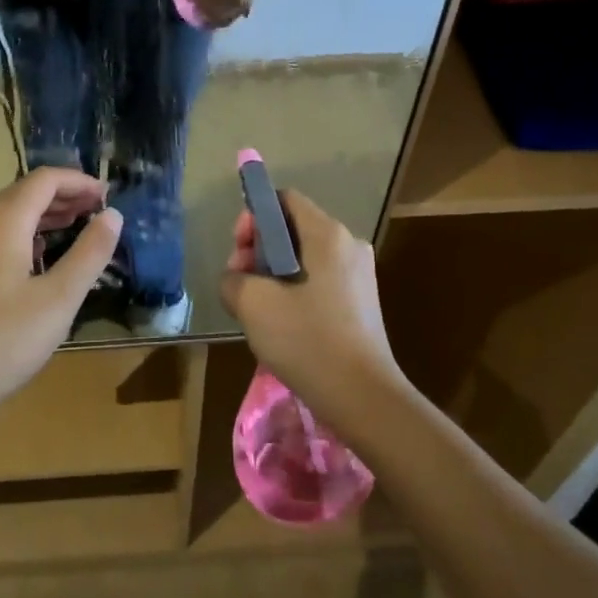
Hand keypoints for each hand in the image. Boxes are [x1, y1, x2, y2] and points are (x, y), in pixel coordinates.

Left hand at [0, 169, 120, 423]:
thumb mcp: (57, 300)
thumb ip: (89, 254)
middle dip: (64, 196)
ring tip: (77, 227)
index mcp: (3, 220)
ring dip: (44, 215)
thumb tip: (113, 215)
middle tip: (98, 211)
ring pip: (8, 214)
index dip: (79, 181)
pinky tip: (38, 258)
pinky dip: (24, 233)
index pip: (45, 179)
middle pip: (25, 192)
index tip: (108, 195)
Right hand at [218, 190, 404, 438]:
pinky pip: (319, 281)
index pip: (285, 199)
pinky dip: (295, 291)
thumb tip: (236, 279)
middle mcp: (348, 244)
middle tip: (241, 283)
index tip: (238, 251)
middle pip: (293, 228)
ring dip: (274, 274)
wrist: (364, 398)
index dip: (254, 217)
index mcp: (327, 234)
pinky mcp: (362, 302)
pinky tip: (283, 324)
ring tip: (258, 309)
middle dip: (259, 250)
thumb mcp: (253, 304)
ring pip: (304, 257)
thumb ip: (232, 279)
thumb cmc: (308, 340)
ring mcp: (359, 274)